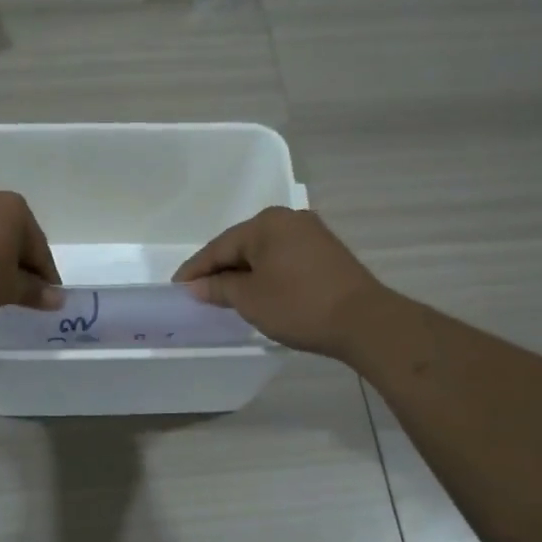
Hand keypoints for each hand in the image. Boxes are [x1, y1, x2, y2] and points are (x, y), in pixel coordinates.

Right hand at [172, 207, 386, 356]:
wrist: (364, 321)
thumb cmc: (299, 305)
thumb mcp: (249, 299)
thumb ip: (218, 287)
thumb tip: (197, 285)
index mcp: (266, 224)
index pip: (219, 246)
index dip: (196, 269)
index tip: (177, 287)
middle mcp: (289, 220)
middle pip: (242, 245)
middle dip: (219, 269)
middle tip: (198, 292)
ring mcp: (311, 234)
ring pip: (264, 252)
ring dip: (243, 273)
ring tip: (225, 295)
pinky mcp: (326, 252)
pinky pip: (283, 259)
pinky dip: (266, 274)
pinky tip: (259, 291)